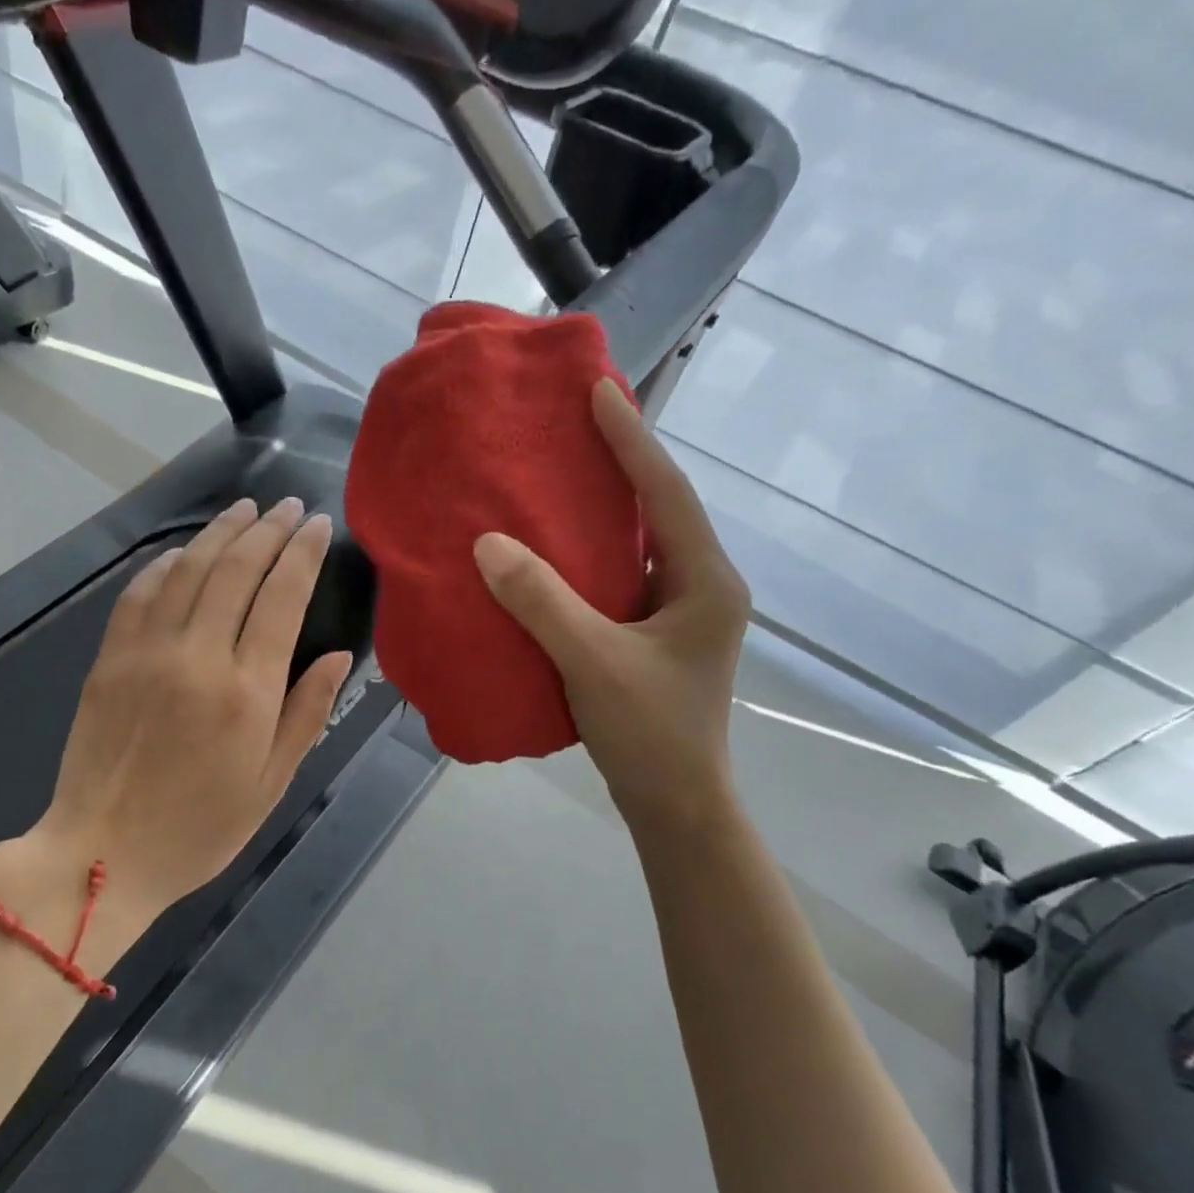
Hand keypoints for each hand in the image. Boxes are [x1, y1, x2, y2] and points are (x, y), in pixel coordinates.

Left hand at [0, 498, 351, 961]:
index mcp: (247, 692)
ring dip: (221, 533)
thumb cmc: (200, 829)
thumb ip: (307, 713)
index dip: (303, 553)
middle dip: (268, 530)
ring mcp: (147, 652)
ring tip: (245, 509)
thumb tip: (338, 656)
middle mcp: (198, 656)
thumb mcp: (271, 784)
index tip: (320, 525)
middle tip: (289, 507)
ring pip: (190, 570)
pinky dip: (167, 564)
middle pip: (237, 570)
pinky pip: (141, 594)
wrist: (102, 854)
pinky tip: (185, 552)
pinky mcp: (110, 659)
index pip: (282, 597)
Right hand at [472, 379, 749, 838]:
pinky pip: (618, 578)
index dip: (632, 439)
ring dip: (603, 509)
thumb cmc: (649, 732)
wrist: (674, 802)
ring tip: (557, 475)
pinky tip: (551, 550)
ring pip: (638, 544)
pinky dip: (587, 556)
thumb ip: (542, 601)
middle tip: (573, 424)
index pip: (667, 493)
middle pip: (658, 509)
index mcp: (705, 582)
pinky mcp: (652, 635)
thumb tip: (488, 543)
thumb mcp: (592, 662)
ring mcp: (677, 613)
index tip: (599, 390)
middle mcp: (699, 586)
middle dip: (620, 463)